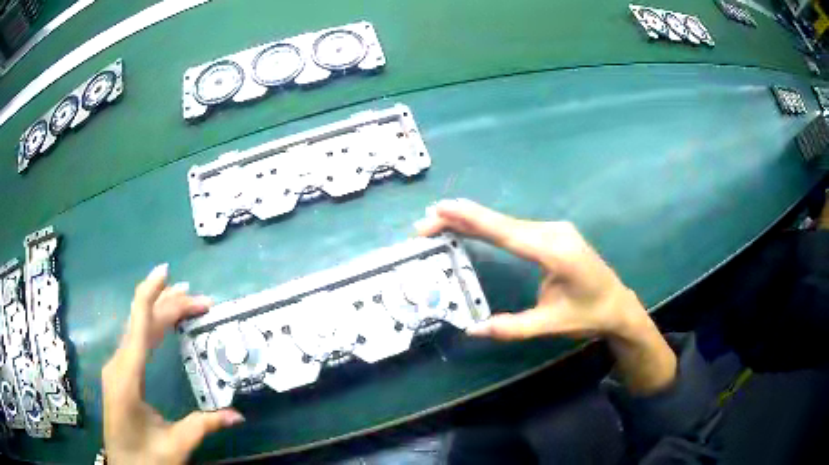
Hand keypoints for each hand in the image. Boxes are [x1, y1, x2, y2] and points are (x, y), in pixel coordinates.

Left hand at [102, 264, 243, 464]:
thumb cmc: (146, 458)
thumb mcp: (176, 445)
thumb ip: (204, 426)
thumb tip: (238, 415)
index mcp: (127, 378)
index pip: (139, 326)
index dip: (150, 295)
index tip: (166, 271)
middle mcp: (118, 364)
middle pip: (141, 323)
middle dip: (169, 306)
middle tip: (200, 299)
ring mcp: (117, 367)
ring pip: (137, 329)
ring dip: (160, 313)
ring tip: (184, 301)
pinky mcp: (119, 373)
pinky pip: (135, 341)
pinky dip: (151, 327)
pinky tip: (161, 325)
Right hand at [415, 199, 642, 339]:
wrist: (618, 304)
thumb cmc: (588, 315)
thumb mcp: (550, 325)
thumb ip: (511, 327)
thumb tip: (472, 329)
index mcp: (556, 252)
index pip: (508, 234)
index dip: (474, 220)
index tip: (443, 208)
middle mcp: (554, 233)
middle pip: (502, 224)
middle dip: (463, 220)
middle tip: (426, 222)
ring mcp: (555, 230)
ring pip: (508, 223)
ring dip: (474, 222)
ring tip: (441, 221)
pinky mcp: (553, 234)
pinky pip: (517, 228)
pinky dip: (491, 227)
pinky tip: (472, 225)